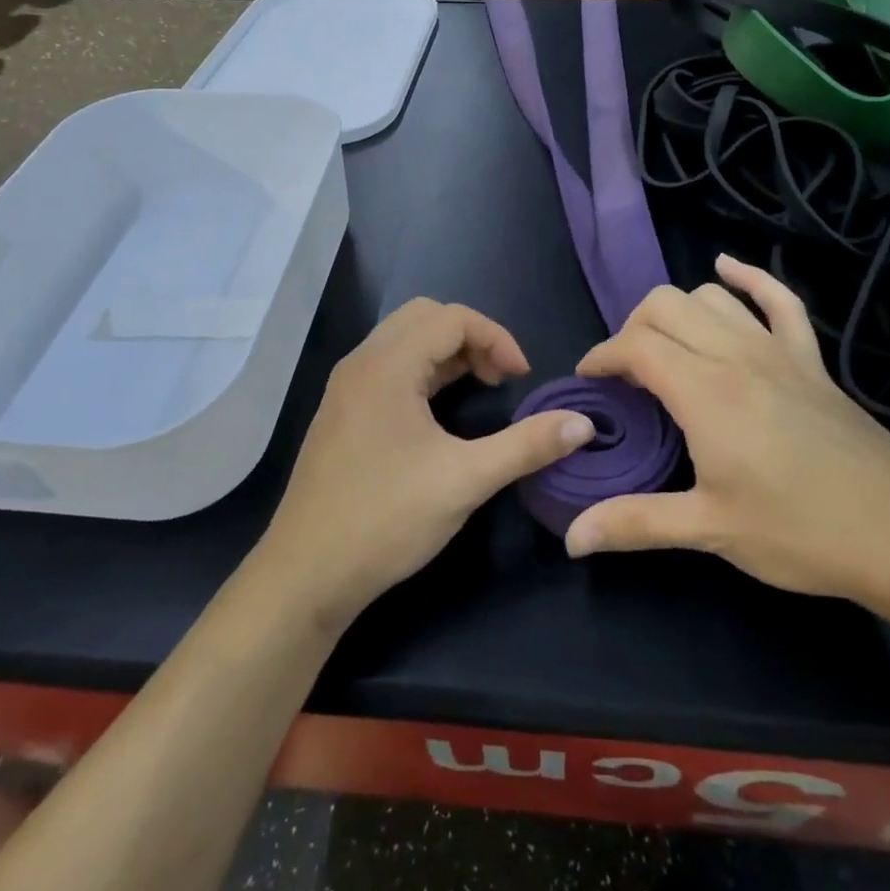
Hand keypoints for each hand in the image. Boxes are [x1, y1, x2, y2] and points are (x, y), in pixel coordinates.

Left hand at [257, 298, 593, 629]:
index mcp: (387, 365)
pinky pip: (389, 366)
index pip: (452, 317)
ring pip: (404, 339)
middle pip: (425, 317)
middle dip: (471, 337)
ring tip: (479, 389)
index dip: (496, 338)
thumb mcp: (466, 481)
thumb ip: (527, 445)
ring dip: (447, 353)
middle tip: (499, 379)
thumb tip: (582, 424)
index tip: (522, 378)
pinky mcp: (342, 411)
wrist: (306, 574)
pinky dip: (423, 371)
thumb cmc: (386, 519)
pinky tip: (440, 412)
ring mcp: (346, 386)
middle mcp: (362, 363)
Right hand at [563, 256, 889, 620]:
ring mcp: (777, 351)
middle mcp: (736, 355)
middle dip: (632, 329)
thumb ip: (635, 523)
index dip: (602, 356)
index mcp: (705, 392)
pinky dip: (749, 277)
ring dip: (676, 312)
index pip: (635, 345)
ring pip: (710, 297)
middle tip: (626, 374)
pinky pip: (779, 299)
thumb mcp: (710, 530)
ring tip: (665, 347)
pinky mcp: (811, 359)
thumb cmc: (802, 532)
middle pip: (664, 306)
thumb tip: (572, 537)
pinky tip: (727, 269)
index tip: (588, 381)